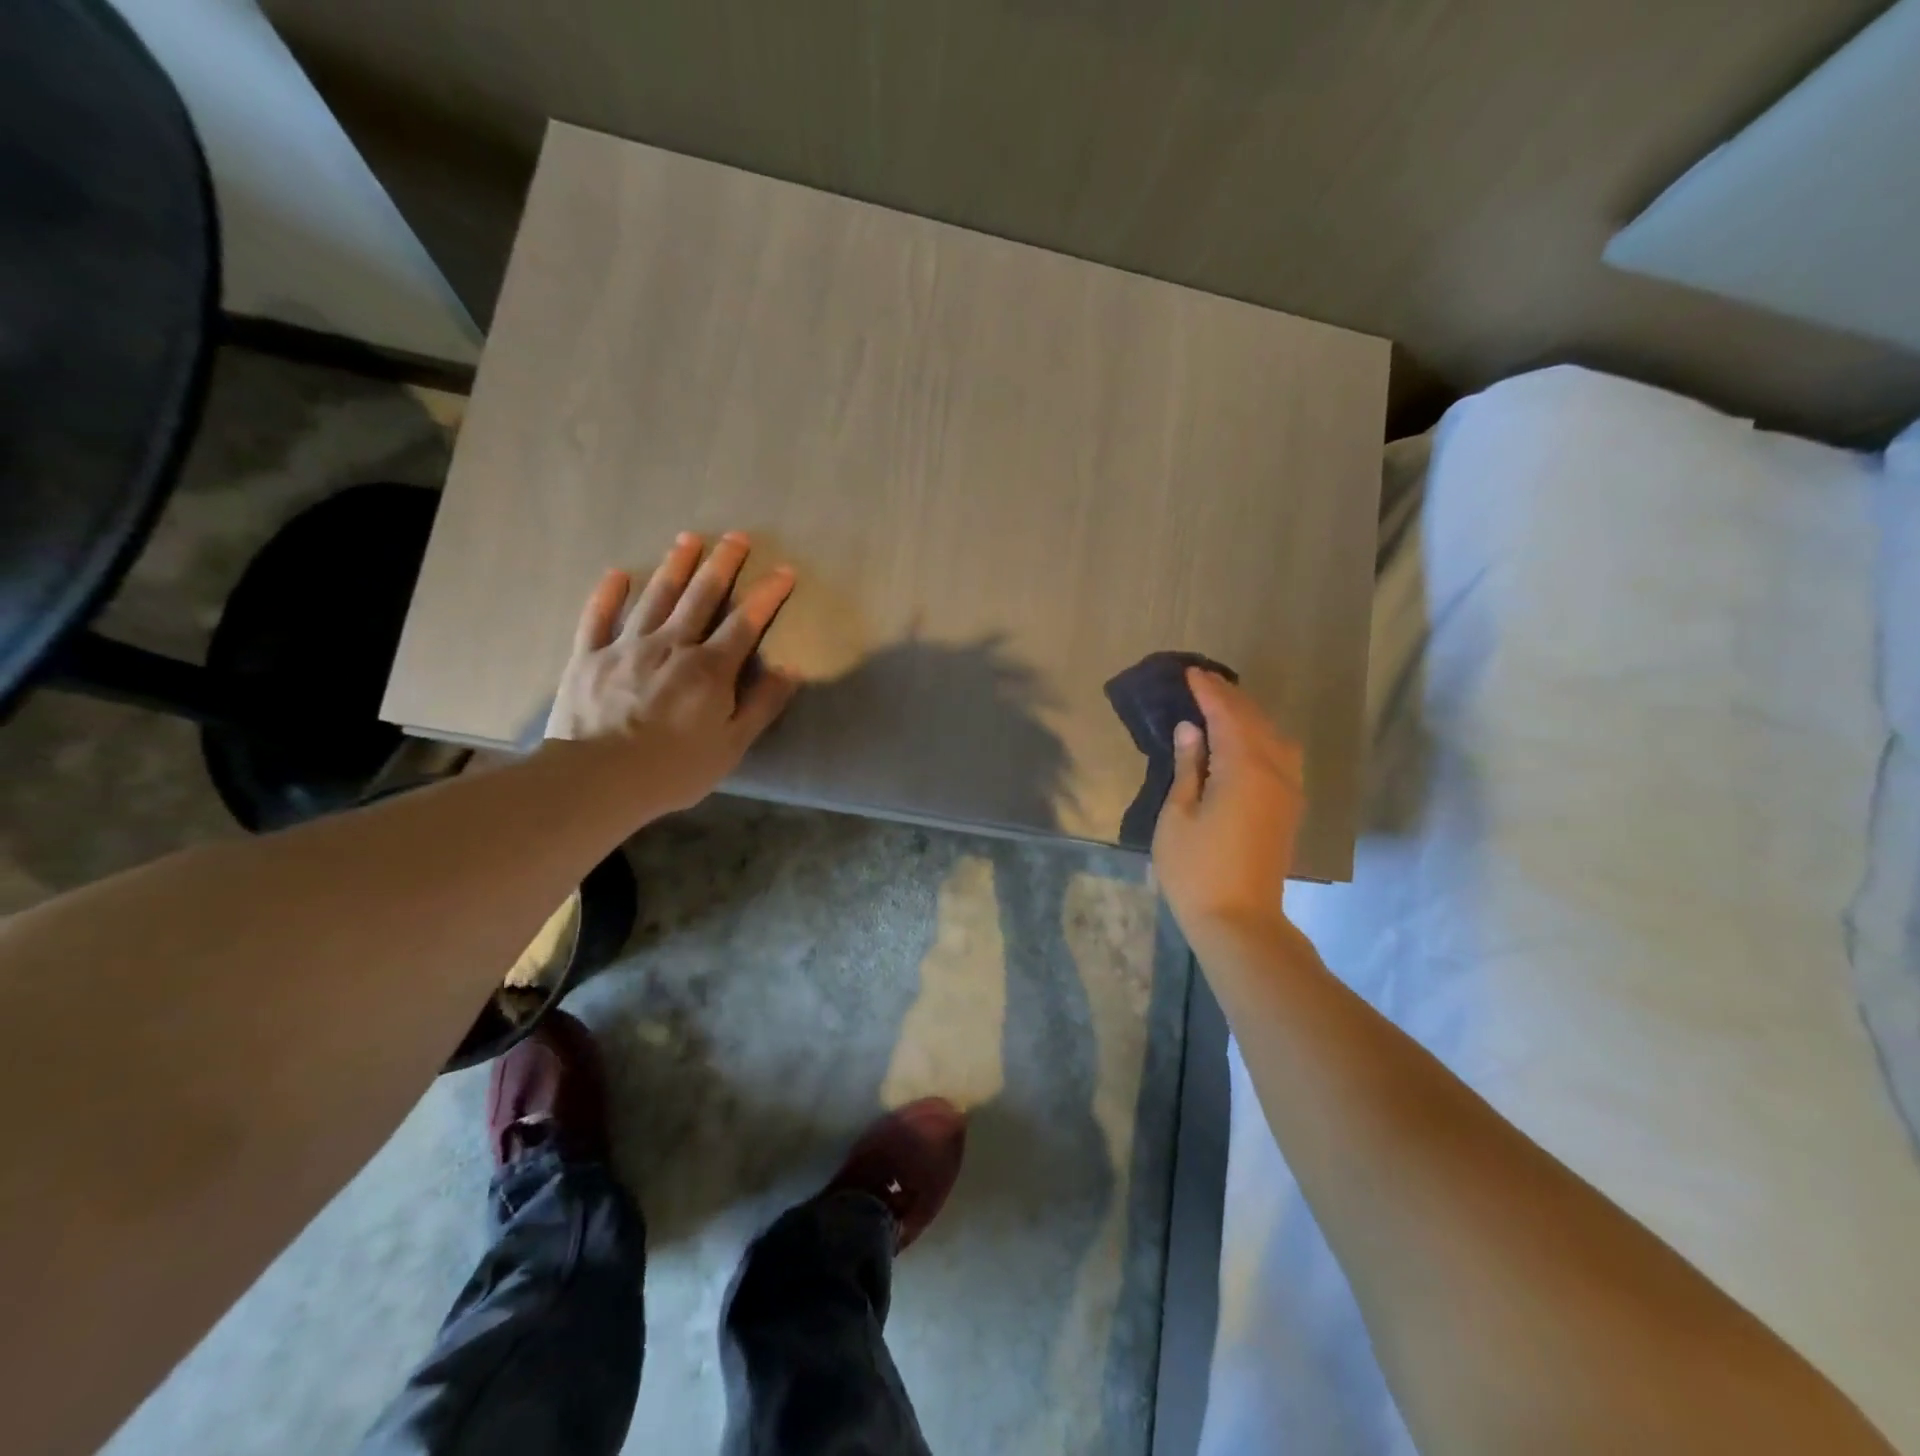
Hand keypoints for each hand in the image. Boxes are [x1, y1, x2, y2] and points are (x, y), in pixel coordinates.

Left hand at [546, 531, 798, 814]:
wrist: (598, 779)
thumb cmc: (674, 768)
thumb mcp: (732, 745)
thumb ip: (762, 704)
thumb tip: (791, 668)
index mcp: (709, 668)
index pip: (745, 622)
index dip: (767, 595)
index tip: (784, 571)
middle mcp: (671, 645)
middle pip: (700, 596)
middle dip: (722, 564)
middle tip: (736, 537)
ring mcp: (626, 647)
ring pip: (654, 597)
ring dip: (674, 566)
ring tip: (688, 539)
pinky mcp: (589, 657)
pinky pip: (598, 617)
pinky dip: (608, 594)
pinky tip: (617, 574)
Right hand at [1152, 669, 1305, 941]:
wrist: (1239, 921)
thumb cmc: (1196, 870)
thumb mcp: (1178, 815)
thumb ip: (1188, 767)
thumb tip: (1191, 729)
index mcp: (1244, 769)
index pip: (1227, 715)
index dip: (1208, 692)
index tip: (1190, 674)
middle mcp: (1275, 771)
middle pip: (1254, 720)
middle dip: (1229, 697)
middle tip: (1202, 682)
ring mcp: (1288, 790)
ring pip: (1274, 736)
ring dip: (1248, 715)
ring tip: (1223, 706)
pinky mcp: (1289, 807)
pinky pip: (1281, 755)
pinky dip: (1262, 736)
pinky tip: (1246, 740)